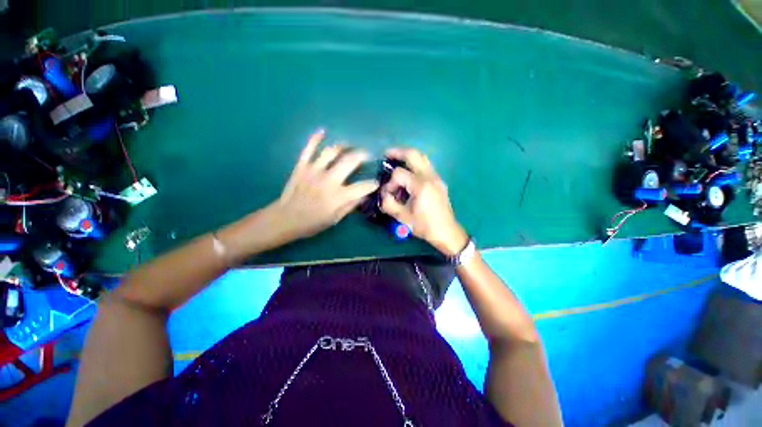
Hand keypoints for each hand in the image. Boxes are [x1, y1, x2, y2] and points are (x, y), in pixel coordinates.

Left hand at [272, 129, 378, 241]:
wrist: (286, 218)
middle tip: (368, 155)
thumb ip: (351, 205)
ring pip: (332, 151)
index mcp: (338, 196)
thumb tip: (364, 195)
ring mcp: (314, 170)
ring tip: (350, 146)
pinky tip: (323, 131)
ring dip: (344, 146)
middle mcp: (328, 179)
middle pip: (350, 161)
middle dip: (363, 155)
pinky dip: (315, 138)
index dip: (372, 184)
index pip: (362, 186)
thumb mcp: (335, 219)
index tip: (376, 182)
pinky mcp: (302, 166)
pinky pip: (309, 148)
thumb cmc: (313, 222)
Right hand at [380, 148, 468, 255]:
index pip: (399, 174)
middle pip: (413, 154)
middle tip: (387, 154)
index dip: (390, 183)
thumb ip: (389, 204)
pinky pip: (426, 165)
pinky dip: (416, 164)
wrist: (446, 231)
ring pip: (422, 157)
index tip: (388, 194)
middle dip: (398, 152)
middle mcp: (430, 177)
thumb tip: (383, 195)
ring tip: (397, 160)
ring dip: (408, 156)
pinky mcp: (439, 181)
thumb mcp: (403, 217)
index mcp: (421, 186)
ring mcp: (437, 177)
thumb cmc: (425, 225)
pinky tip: (409, 172)